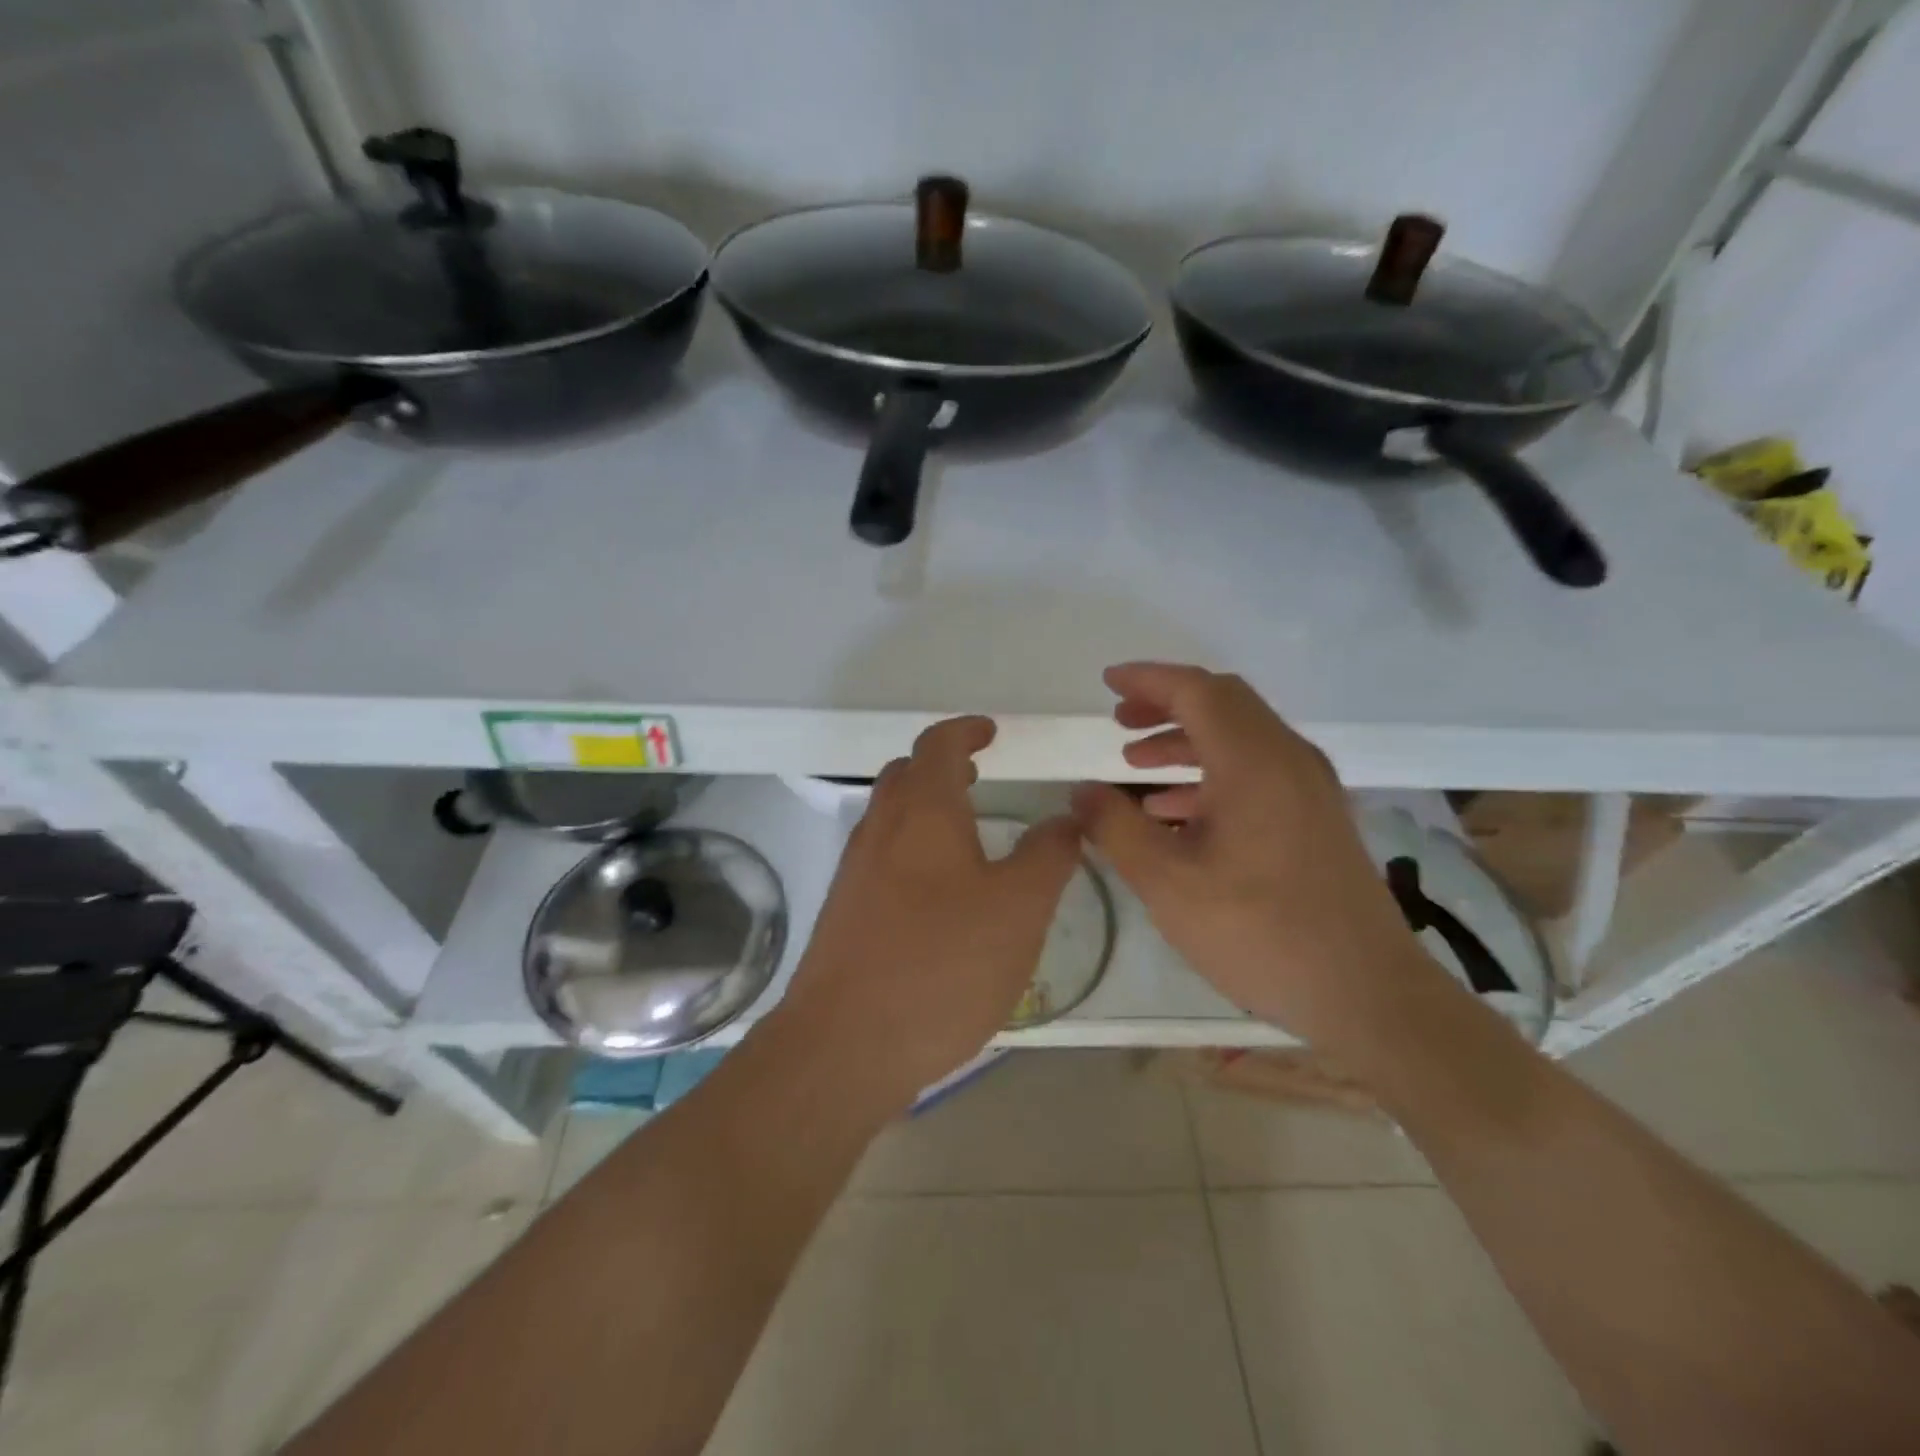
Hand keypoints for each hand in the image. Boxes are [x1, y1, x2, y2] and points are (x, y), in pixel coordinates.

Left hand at [782, 716, 1081, 1107]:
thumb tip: (1063, 819)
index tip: (991, 732)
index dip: (966, 730)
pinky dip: (913, 848)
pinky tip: (939, 893)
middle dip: (942, 766)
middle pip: (906, 775)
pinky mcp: (845, 912)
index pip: (938, 745)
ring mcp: (856, 871)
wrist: (844, 1045)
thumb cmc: (942, 964)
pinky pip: (882, 857)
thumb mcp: (1019, 909)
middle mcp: (881, 830)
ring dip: (925, 808)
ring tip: (966, 832)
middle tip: (978, 777)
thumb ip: (1047, 856)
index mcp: (922, 812)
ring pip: (890, 817)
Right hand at [1071, 663, 1450, 1061]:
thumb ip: (1115, 828)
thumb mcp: (1167, 882)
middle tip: (1120, 720)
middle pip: (1223, 703)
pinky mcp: (1318, 817)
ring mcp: (1310, 788)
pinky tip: (1178, 814)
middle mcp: (1288, 758)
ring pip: (1241, 737)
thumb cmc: (1259, 931)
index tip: (1106, 682)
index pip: (1196, 690)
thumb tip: (1082, 791)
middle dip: (1166, 704)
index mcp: (1253, 761)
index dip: (1147, 679)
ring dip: (1187, 740)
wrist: (1367, 993)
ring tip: (1137, 764)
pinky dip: (1212, 773)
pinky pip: (1258, 771)